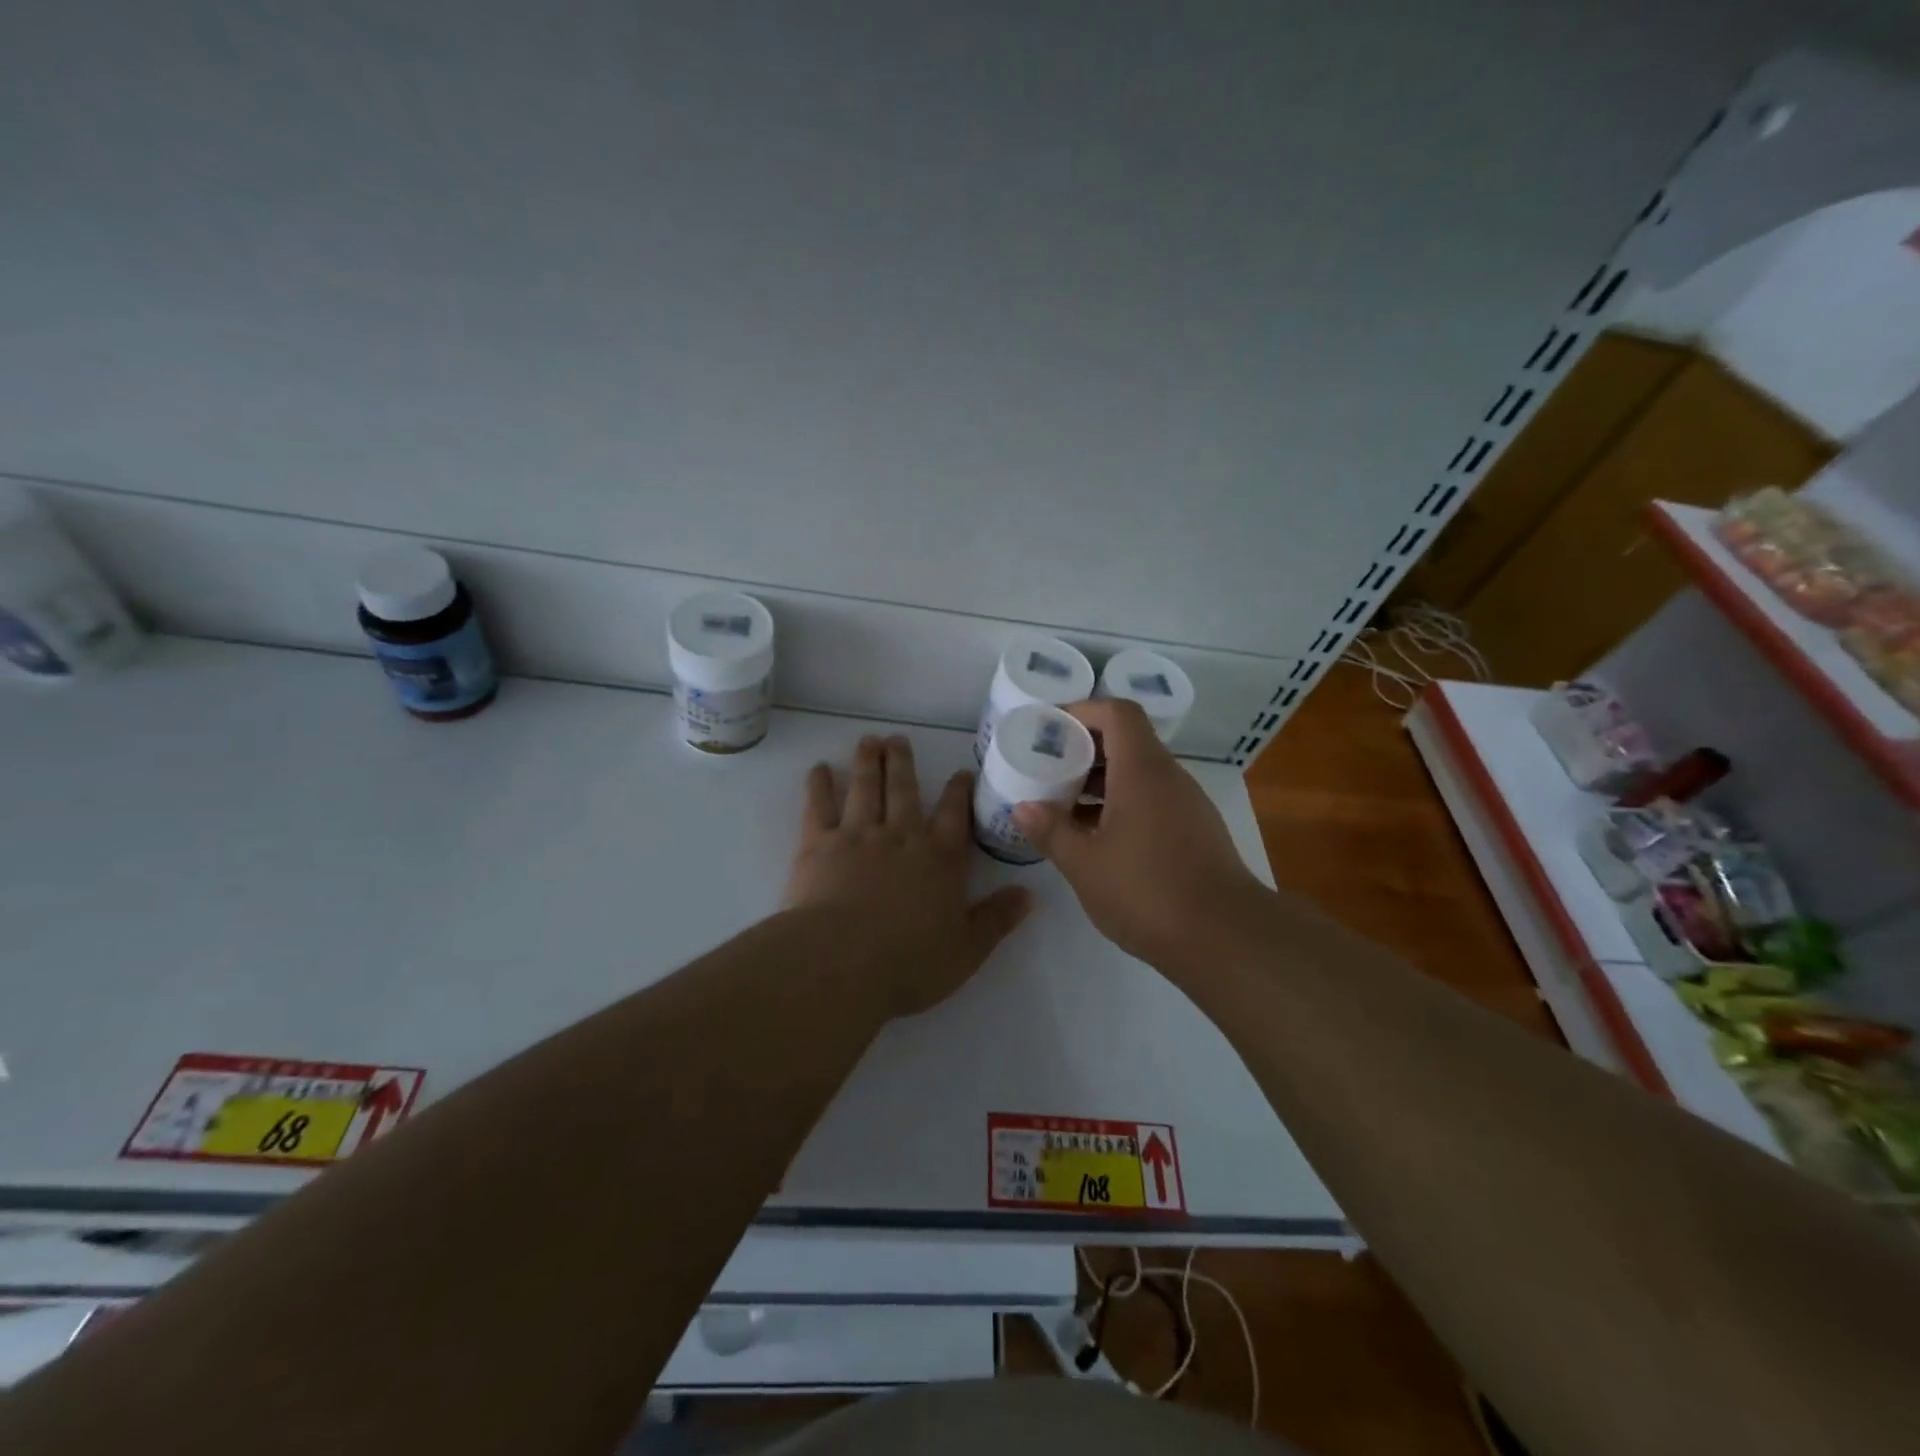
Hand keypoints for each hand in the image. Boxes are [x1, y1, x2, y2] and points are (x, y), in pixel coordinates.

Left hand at [785, 734, 1031, 1015]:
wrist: (844, 962)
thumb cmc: (911, 962)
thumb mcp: (968, 949)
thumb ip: (998, 918)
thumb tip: (1030, 895)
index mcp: (941, 859)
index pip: (956, 816)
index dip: (959, 792)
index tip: (960, 771)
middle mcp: (902, 837)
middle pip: (905, 791)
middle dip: (904, 762)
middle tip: (898, 738)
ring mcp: (859, 836)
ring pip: (866, 789)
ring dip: (868, 762)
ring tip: (868, 740)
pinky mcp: (819, 845)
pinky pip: (819, 807)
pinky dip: (819, 785)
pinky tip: (819, 768)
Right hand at [1012, 699, 1266, 967]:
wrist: (1225, 938)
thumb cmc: (1147, 891)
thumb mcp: (1085, 864)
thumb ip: (1051, 831)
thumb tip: (1023, 808)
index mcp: (1142, 771)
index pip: (1117, 713)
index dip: (1082, 711)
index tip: (1050, 729)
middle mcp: (1169, 777)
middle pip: (1127, 741)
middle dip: (1084, 749)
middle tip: (1047, 768)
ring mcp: (1187, 804)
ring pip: (1139, 773)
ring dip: (1101, 781)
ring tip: (1063, 805)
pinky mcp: (1196, 831)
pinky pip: (1153, 800)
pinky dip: (1122, 804)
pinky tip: (1097, 838)